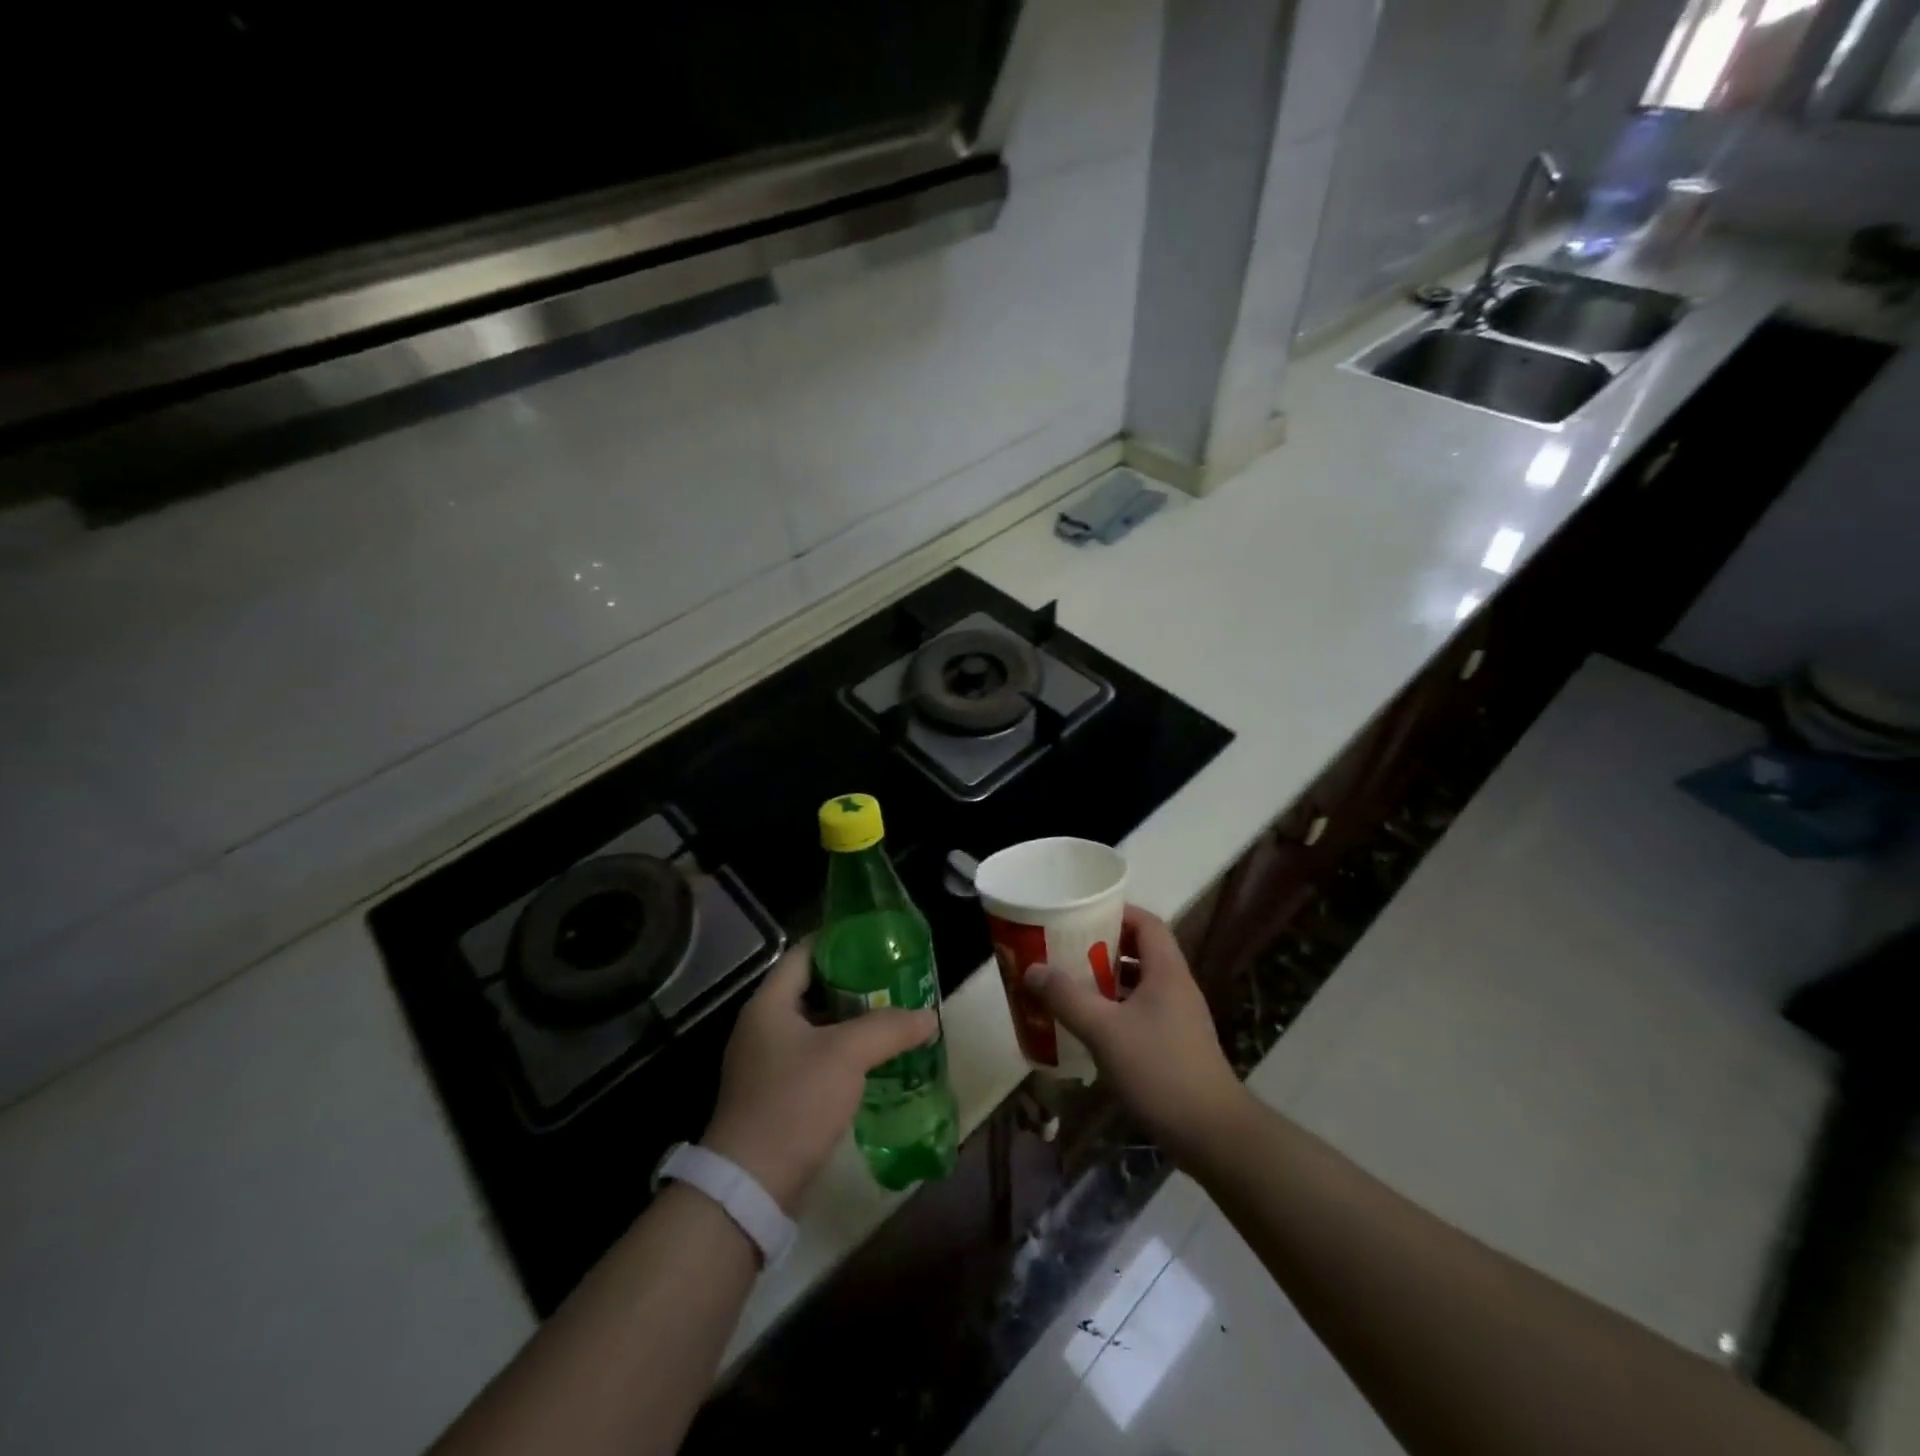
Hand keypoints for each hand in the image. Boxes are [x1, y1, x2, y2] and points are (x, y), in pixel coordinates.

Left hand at [702, 942, 936, 1211]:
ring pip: (817, 1027)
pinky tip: (876, 1060)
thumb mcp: (846, 1055)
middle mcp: (763, 1027)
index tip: (875, 939)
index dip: (838, 941)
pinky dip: (844, 1053)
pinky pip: (816, 1059)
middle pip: (812, 989)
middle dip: (854, 983)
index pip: (804, 954)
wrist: (752, 1185)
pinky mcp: (778, 1095)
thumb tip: (928, 1017)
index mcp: (769, 1004)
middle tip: (894, 978)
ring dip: (852, 1021)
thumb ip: (889, 1028)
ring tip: (893, 1015)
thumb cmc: (794, 1101)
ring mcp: (768, 1063)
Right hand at [1025, 905, 1245, 1160]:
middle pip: (1141, 951)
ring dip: (1108, 981)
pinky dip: (1116, 1010)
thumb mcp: (1104, 1031)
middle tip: (1066, 950)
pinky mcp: (1176, 1045)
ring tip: (1071, 985)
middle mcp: (1176, 987)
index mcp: (1167, 971)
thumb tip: (1033, 969)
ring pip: (1140, 984)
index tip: (1081, 915)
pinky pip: (1142, 1012)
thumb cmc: (1159, 1070)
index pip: (1146, 922)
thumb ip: (1067, 998)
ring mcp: (1179, 1018)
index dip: (1116, 912)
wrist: (1212, 1134)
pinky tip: (1091, 1027)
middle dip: (1103, 947)